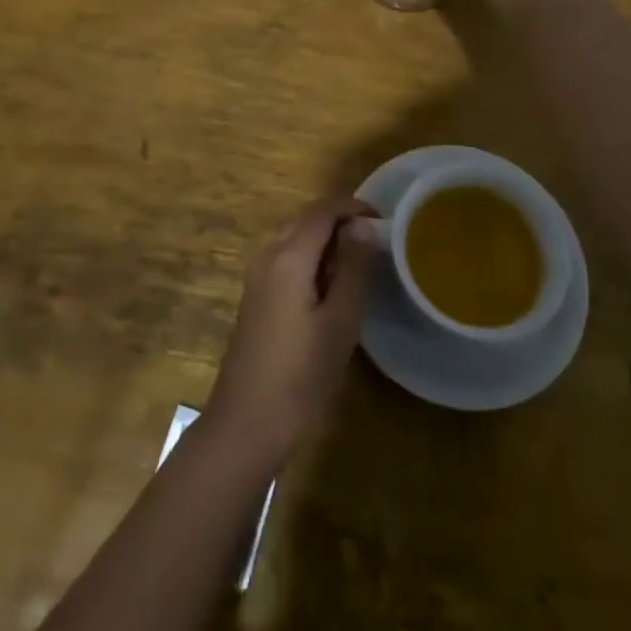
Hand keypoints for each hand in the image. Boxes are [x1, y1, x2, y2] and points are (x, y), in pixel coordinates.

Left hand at [205, 196, 374, 467]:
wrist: (246, 423)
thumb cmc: (300, 375)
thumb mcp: (339, 322)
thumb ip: (353, 269)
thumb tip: (363, 225)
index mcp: (288, 257)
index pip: (322, 210)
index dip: (353, 206)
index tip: (385, 219)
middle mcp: (268, 255)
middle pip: (306, 219)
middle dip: (341, 220)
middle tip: (377, 241)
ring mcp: (257, 275)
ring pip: (295, 238)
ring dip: (327, 239)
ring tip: (361, 262)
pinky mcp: (256, 295)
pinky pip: (286, 258)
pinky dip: (312, 258)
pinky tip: (332, 285)